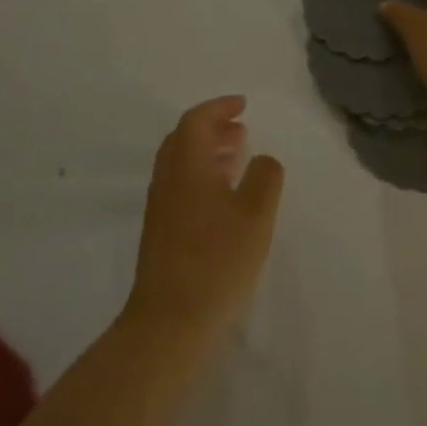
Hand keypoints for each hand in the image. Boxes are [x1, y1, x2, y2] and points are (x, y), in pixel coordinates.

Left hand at [126, 96, 283, 338]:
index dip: (219, 107)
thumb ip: (265, 177)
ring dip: (208, 152)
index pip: (196, 121)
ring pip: (181, 164)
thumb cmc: (218, 260)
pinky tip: (225, 196)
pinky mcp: (161, 232)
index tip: (243, 105)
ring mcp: (160, 207)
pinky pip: (181, 186)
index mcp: (186, 166)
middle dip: (213, 127)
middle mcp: (167, 180)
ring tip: (239, 155)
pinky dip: (203, 175)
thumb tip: (264, 159)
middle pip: (183, 139)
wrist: (171, 320)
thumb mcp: (255, 215)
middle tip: (242, 128)